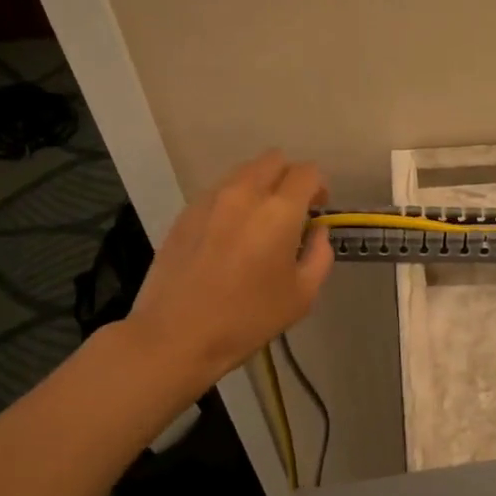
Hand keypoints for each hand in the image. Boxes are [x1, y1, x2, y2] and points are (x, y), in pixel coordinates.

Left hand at [118, 150, 333, 394]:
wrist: (175, 335)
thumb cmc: (247, 319)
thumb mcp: (302, 295)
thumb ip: (319, 255)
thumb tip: (316, 231)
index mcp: (279, 211)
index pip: (307, 172)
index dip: (319, 186)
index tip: (318, 209)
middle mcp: (244, 194)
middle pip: (274, 160)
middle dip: (289, 177)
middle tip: (292, 210)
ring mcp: (210, 200)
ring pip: (243, 172)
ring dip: (260, 186)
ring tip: (259, 222)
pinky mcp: (185, 213)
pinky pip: (218, 192)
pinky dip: (233, 201)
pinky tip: (230, 236)